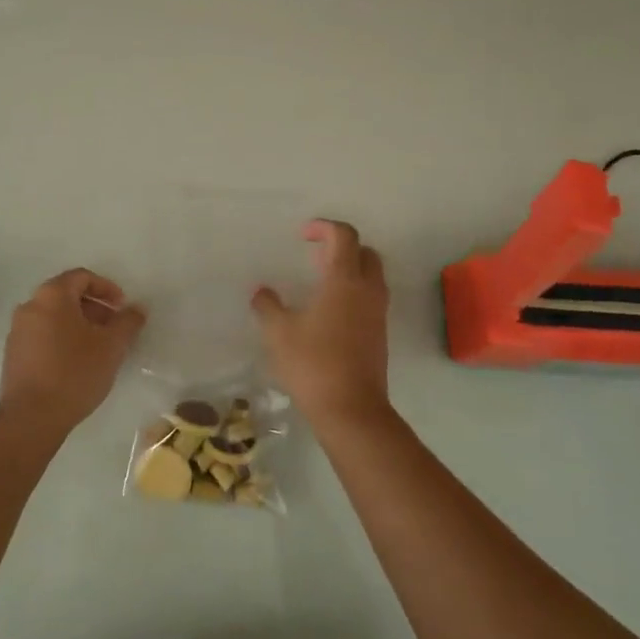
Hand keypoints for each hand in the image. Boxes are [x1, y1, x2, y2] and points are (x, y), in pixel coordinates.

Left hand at [0, 268, 145, 436]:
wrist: (31, 418)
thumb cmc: (74, 372)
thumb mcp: (111, 346)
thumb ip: (128, 322)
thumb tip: (137, 308)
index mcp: (52, 295)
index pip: (82, 277)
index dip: (107, 288)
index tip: (122, 308)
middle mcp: (30, 305)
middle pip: (66, 295)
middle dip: (94, 308)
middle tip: (114, 328)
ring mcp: (17, 330)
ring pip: (54, 316)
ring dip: (79, 324)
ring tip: (98, 348)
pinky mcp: (13, 354)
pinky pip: (42, 335)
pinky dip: (62, 338)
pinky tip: (76, 363)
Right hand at [251, 220, 390, 428]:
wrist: (351, 410)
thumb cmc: (313, 363)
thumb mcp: (278, 332)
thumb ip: (268, 305)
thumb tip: (260, 291)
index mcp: (344, 280)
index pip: (345, 236)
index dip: (324, 227)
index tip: (303, 235)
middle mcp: (367, 291)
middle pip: (365, 253)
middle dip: (342, 247)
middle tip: (314, 257)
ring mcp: (377, 314)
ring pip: (371, 277)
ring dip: (349, 270)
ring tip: (319, 282)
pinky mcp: (379, 335)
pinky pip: (370, 299)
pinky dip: (353, 293)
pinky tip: (328, 312)